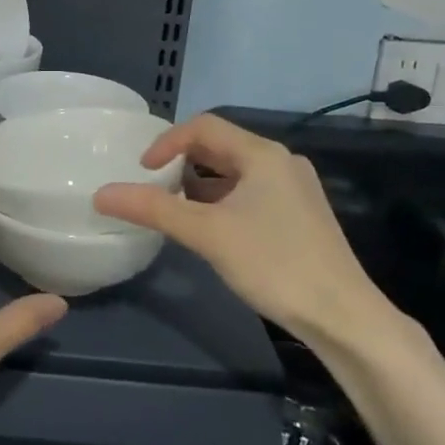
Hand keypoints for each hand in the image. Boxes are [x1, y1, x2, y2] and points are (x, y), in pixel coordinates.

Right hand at [94, 114, 401, 354]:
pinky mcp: (300, 215)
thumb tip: (101, 194)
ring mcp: (294, 189)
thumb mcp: (207, 233)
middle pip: (220, 147)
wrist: (344, 317)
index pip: (203, 127)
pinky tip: (210, 229)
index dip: (166, 142)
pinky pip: (250, 193)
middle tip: (154, 188)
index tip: (142, 171)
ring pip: (235, 173)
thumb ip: (153, 209)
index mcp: (262, 154)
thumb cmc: (274, 264)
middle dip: (182, 163)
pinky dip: (222, 201)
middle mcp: (280, 162)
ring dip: (201, 184)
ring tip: (175, 210)